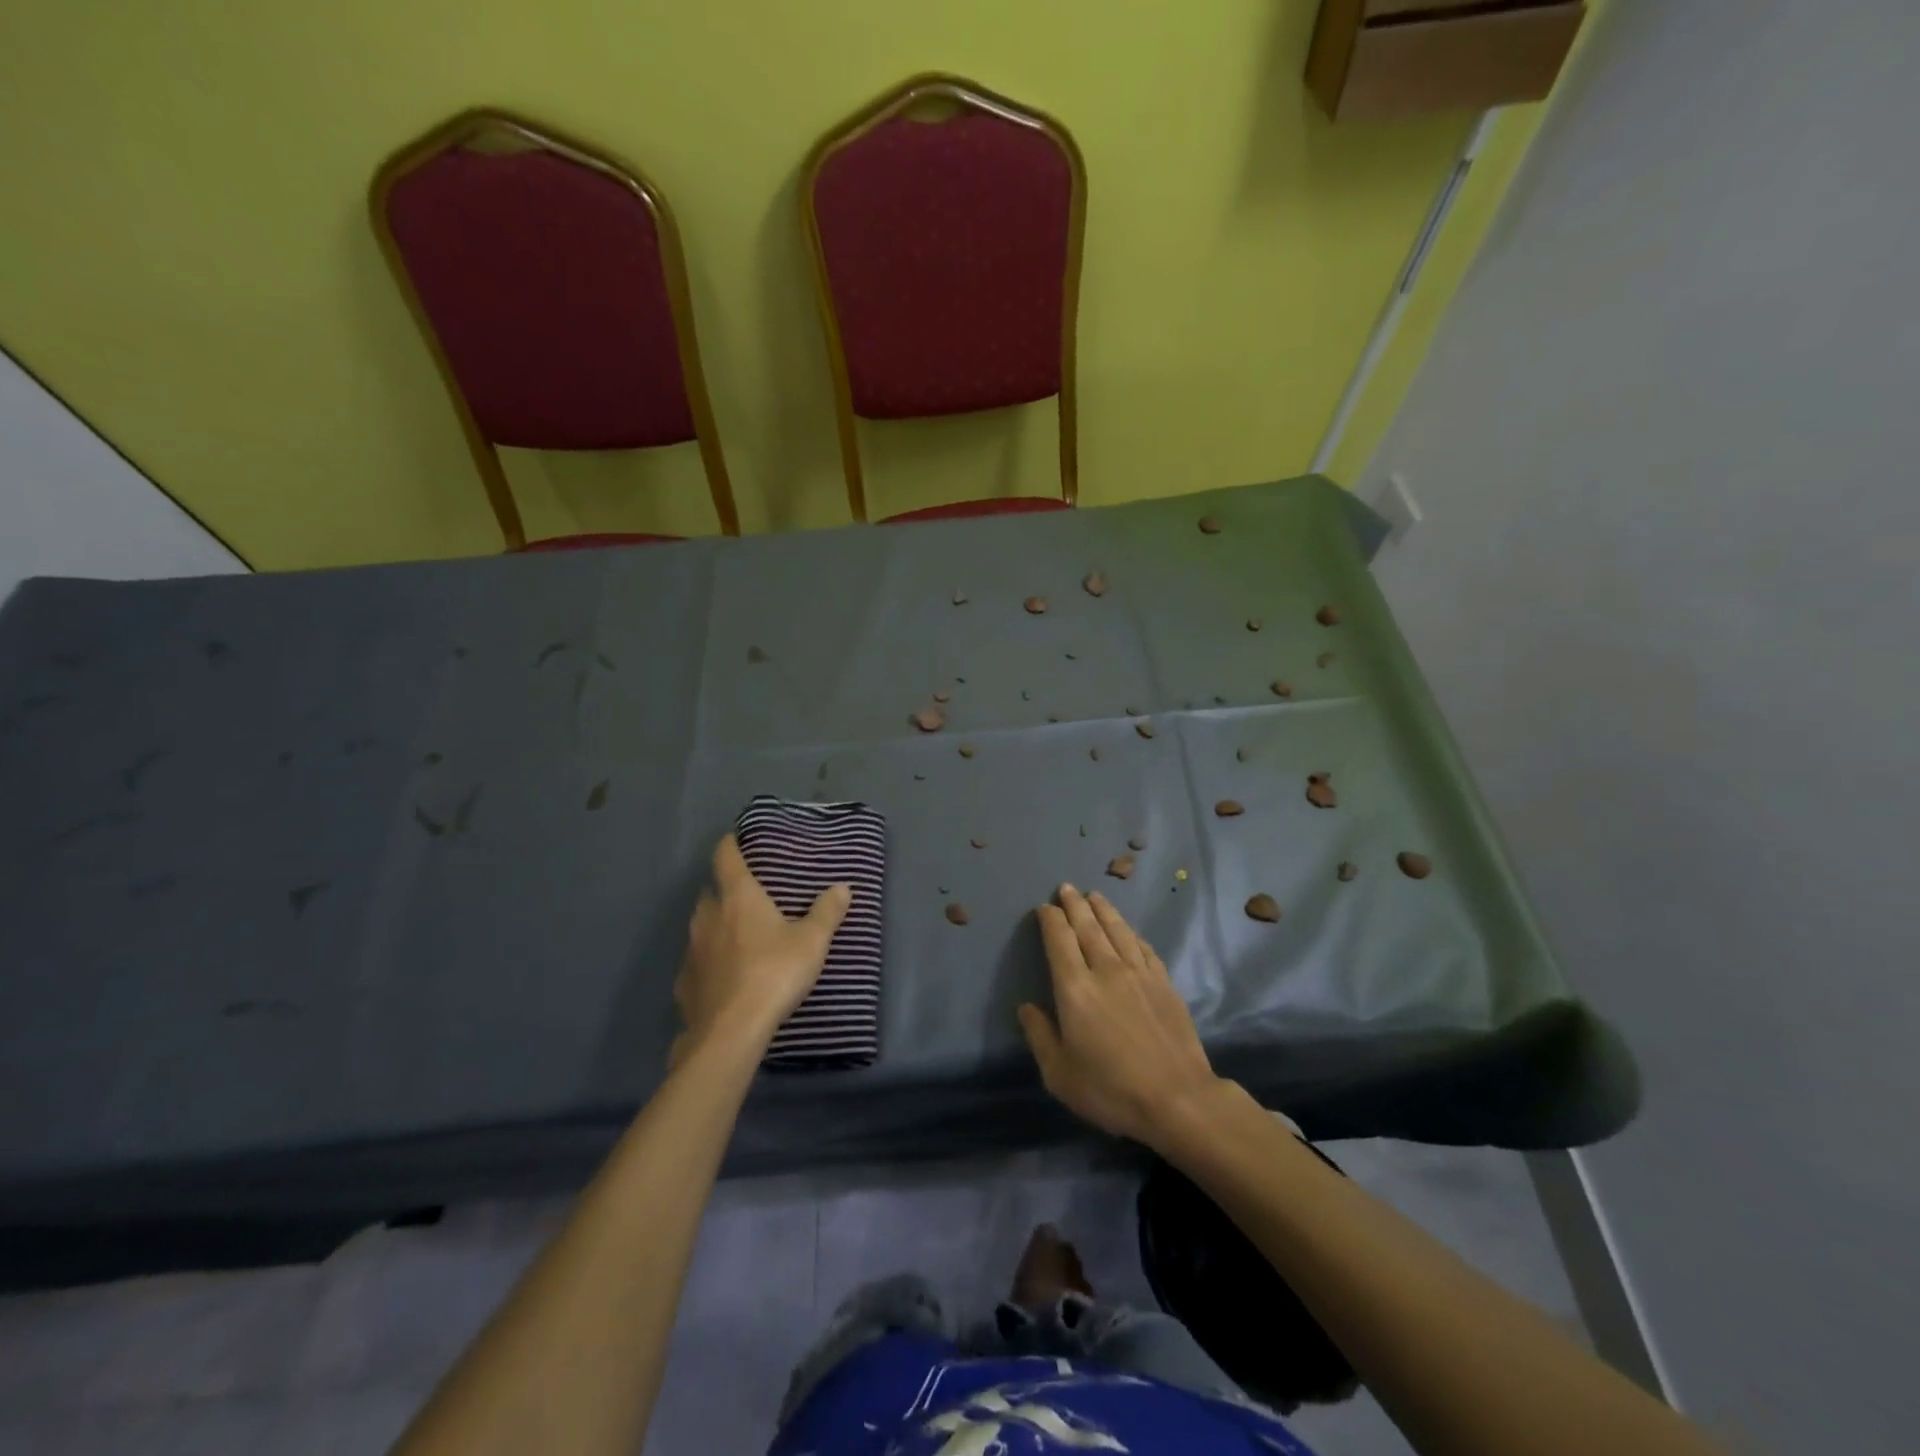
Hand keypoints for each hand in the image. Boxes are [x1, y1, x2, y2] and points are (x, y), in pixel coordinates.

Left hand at [673, 835, 850, 1062]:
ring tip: (739, 937)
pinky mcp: (684, 983)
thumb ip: (827, 912)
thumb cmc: (774, 973)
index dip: (730, 844)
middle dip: (725, 891)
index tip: (736, 839)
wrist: (731, 1031)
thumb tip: (843, 887)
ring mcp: (691, 950)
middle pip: (711, 892)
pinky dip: (709, 962)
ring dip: (717, 926)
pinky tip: (725, 976)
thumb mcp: (812, 942)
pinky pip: (697, 962)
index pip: (725, 857)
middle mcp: (708, 916)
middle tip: (749, 897)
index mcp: (738, 897)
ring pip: (701, 927)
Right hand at [1018, 885, 1225, 1148]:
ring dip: (1103, 910)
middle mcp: (1106, 970)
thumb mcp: (1059, 1074)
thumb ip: (1040, 1036)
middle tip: (1066, 888)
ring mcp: (1139, 973)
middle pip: (1087, 926)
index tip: (1044, 908)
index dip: (1050, 919)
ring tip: (1094, 895)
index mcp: (1075, 988)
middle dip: (1074, 905)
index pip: (1059, 940)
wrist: (1178, 1099)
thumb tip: (1027, 1007)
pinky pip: (1143, 947)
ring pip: (1117, 930)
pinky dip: (1131, 933)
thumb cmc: (1110, 1090)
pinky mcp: (1164, 983)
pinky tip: (1128, 930)